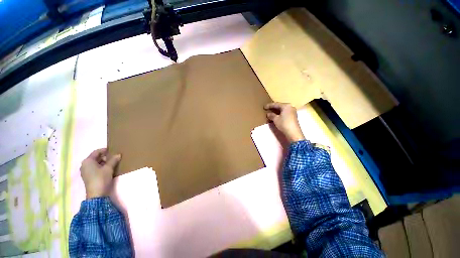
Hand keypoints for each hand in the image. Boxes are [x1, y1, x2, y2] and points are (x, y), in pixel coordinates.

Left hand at [80, 148, 120, 198]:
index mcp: (87, 161)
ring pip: (95, 163)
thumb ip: (113, 160)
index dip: (105, 150)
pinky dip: (101, 167)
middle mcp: (84, 165)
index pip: (96, 152)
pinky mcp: (88, 176)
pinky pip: (95, 168)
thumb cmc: (101, 178)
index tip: (113, 150)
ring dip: (104, 162)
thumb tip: (118, 154)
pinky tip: (108, 168)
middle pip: (95, 157)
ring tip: (113, 162)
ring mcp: (85, 171)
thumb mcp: (109, 168)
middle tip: (114, 157)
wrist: (96, 194)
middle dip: (105, 156)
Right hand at [264, 102, 304, 142]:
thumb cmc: (284, 123)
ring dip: (276, 112)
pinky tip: (275, 117)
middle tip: (267, 109)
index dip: (269, 105)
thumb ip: (271, 115)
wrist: (293, 133)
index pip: (276, 104)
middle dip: (273, 109)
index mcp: (286, 106)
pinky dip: (279, 115)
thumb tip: (268, 114)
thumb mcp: (276, 119)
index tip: (264, 107)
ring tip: (270, 114)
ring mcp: (292, 112)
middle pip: (280, 107)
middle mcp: (290, 107)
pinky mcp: (293, 117)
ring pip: (282, 110)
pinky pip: (284, 114)